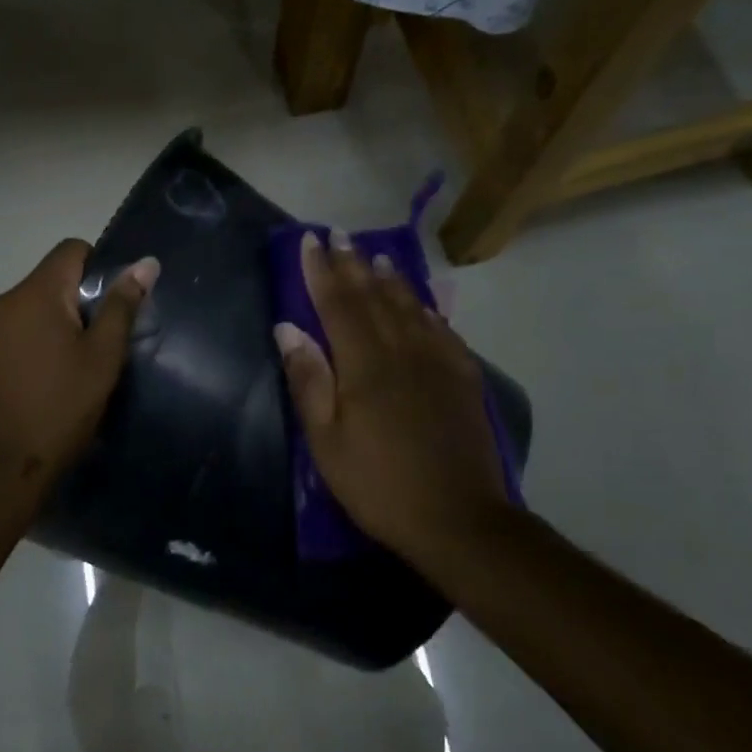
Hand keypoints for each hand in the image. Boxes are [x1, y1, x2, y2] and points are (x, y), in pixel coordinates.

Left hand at [0, 240, 158, 488]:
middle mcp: (4, 302)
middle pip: (50, 280)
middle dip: (78, 302)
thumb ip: (122, 306)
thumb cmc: (60, 408)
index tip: (112, 308)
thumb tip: (145, 263)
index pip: (71, 249)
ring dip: (54, 326)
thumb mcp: (102, 358)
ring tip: (72, 369)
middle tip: (99, 346)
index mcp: (36, 293)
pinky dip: (32, 345)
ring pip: (31, 310)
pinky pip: (12, 334)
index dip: (99, 267)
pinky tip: (43, 382)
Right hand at [275, 230, 508, 568]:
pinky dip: (425, 307)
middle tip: (338, 234)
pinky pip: (441, 329)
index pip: (338, 304)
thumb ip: (308, 380)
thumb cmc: (378, 483)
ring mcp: (439, 362)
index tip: (309, 241)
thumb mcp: (327, 440)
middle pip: (374, 297)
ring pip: (409, 307)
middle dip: (352, 264)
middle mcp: (404, 351)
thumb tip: (288, 327)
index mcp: (366, 365)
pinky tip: (420, 301)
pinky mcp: (463, 378)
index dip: (321, 271)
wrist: (459, 518)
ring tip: (374, 256)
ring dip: (389, 278)